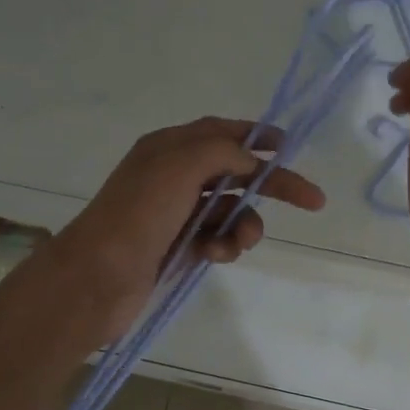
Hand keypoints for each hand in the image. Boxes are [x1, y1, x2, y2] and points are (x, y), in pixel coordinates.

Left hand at [49, 117, 326, 340]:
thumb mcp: (179, 166)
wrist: (97, 278)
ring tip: (242, 242)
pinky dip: (223, 245)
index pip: (221, 132)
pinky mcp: (177, 246)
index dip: (256, 136)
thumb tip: (249, 160)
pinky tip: (215, 255)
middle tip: (312, 200)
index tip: (289, 147)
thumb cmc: (138, 215)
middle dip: (271, 185)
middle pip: (234, 172)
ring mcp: (175, 213)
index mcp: (169, 148)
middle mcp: (173, 176)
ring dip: (244, 224)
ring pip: (229, 210)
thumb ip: (221, 152)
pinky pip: (215, 238)